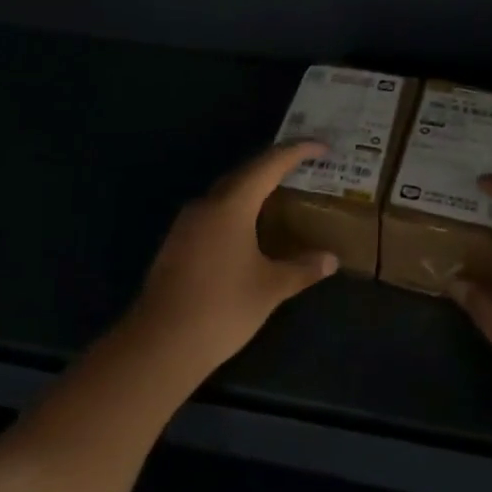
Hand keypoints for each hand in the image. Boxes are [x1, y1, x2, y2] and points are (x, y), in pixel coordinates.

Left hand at [122, 142, 338, 387]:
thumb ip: (302, 269)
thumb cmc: (222, 308)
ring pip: (227, 192)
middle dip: (275, 166)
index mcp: (232, 204)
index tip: (322, 146)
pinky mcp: (177, 242)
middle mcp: (207, 203)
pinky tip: (248, 230)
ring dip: (254, 188)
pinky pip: (213, 211)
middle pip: (246, 172)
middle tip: (303, 167)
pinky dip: (237, 209)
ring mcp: (187, 222)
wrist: (160, 344)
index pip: (270, 164)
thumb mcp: (270, 289)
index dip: (297, 151)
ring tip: (280, 195)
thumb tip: (331, 259)